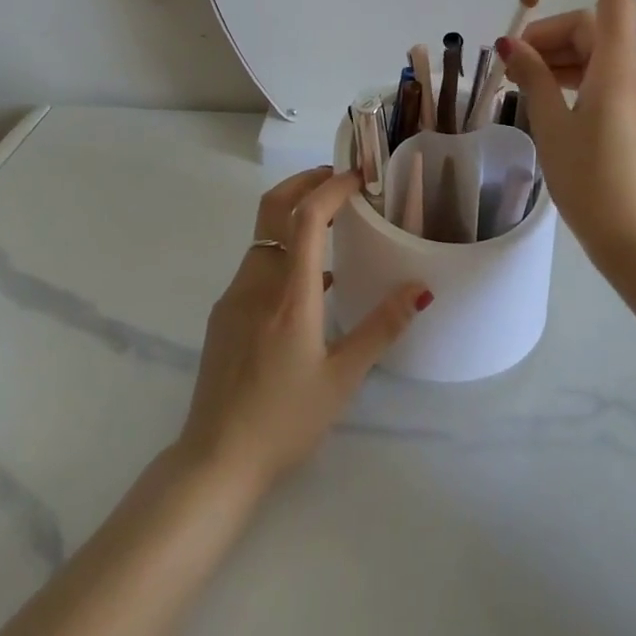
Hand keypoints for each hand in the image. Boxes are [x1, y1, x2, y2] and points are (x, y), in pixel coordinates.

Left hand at [176, 168, 427, 490]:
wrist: (215, 459)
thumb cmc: (285, 420)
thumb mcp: (343, 378)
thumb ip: (382, 327)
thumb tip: (420, 287)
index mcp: (290, 294)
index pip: (306, 217)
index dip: (331, 188)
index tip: (358, 176)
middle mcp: (257, 282)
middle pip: (273, 208)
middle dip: (304, 182)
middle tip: (338, 179)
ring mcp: (234, 296)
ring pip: (264, 235)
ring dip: (293, 216)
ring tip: (332, 225)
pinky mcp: (224, 313)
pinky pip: (256, 265)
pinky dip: (282, 251)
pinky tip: (308, 282)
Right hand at [498, 0, 635, 272]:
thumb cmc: (595, 187)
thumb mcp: (554, 129)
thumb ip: (534, 79)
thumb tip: (511, 44)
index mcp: (619, 69)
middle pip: (592, 28)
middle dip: (549, 36)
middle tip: (509, 65)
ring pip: (598, 54)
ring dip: (559, 60)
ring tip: (522, 88)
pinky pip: (607, 78)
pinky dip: (576, 79)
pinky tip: (550, 104)